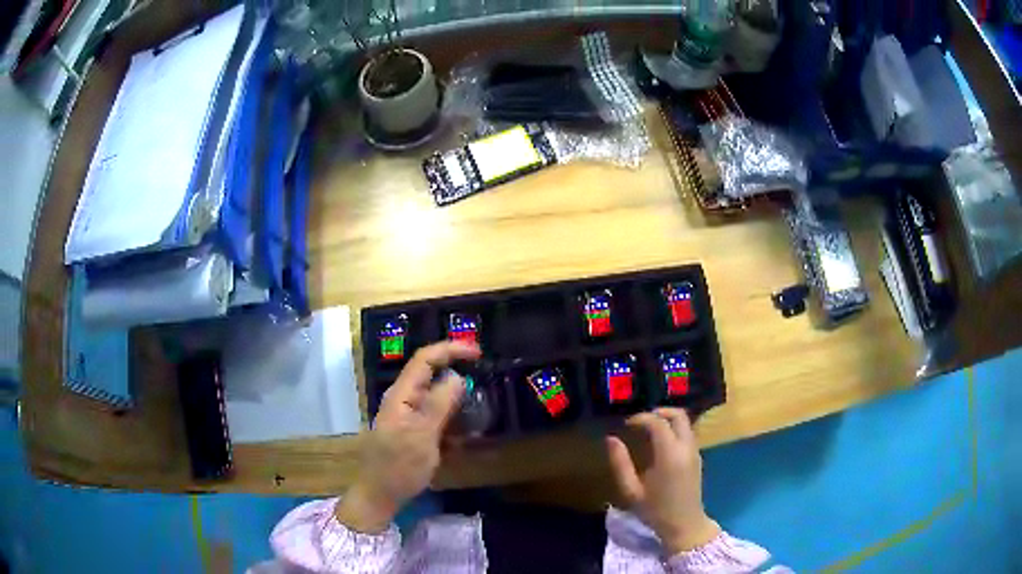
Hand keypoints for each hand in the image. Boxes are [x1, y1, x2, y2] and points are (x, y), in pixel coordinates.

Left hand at [335, 341, 481, 532]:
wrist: (380, 496)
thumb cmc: (399, 467)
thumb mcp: (422, 437)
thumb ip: (438, 405)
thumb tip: (456, 376)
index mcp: (401, 395)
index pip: (424, 360)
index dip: (450, 349)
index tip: (478, 352)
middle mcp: (404, 400)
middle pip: (431, 376)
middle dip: (457, 375)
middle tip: (484, 383)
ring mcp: (408, 416)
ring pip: (436, 398)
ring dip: (458, 403)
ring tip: (479, 415)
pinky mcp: (414, 431)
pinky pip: (437, 418)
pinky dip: (453, 422)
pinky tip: (466, 437)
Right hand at [606, 408, 719, 554]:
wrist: (684, 524)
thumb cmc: (655, 510)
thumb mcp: (631, 490)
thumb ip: (620, 463)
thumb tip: (611, 439)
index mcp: (669, 455)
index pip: (658, 423)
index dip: (641, 418)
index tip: (626, 424)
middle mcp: (686, 448)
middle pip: (678, 415)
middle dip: (659, 412)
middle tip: (640, 420)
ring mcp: (695, 451)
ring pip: (685, 422)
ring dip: (668, 419)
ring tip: (648, 429)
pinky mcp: (697, 456)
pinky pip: (688, 432)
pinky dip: (674, 428)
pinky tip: (660, 441)